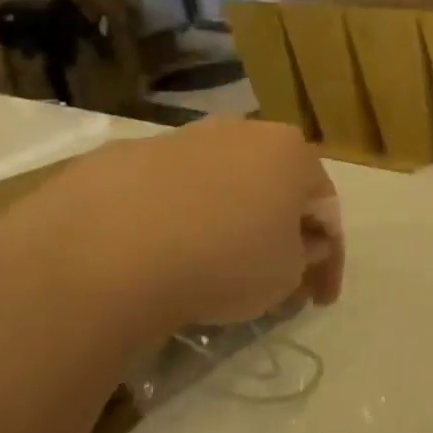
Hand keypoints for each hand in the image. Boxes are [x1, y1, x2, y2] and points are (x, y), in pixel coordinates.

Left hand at [0, 118, 343, 357]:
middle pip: (272, 187)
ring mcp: (177, 139)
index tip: (321, 300)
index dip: (330, 259)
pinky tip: (160, 256)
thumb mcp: (286, 276)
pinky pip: (165, 193)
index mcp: (289, 152)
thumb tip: (297, 245)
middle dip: (279, 232)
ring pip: (218, 185)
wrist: (101, 254)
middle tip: (275, 279)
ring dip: (227, 221)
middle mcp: (239, 131)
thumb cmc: (221, 261)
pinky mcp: (121, 157)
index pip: (326, 209)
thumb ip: (303, 257)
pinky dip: (174, 221)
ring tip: (213, 268)